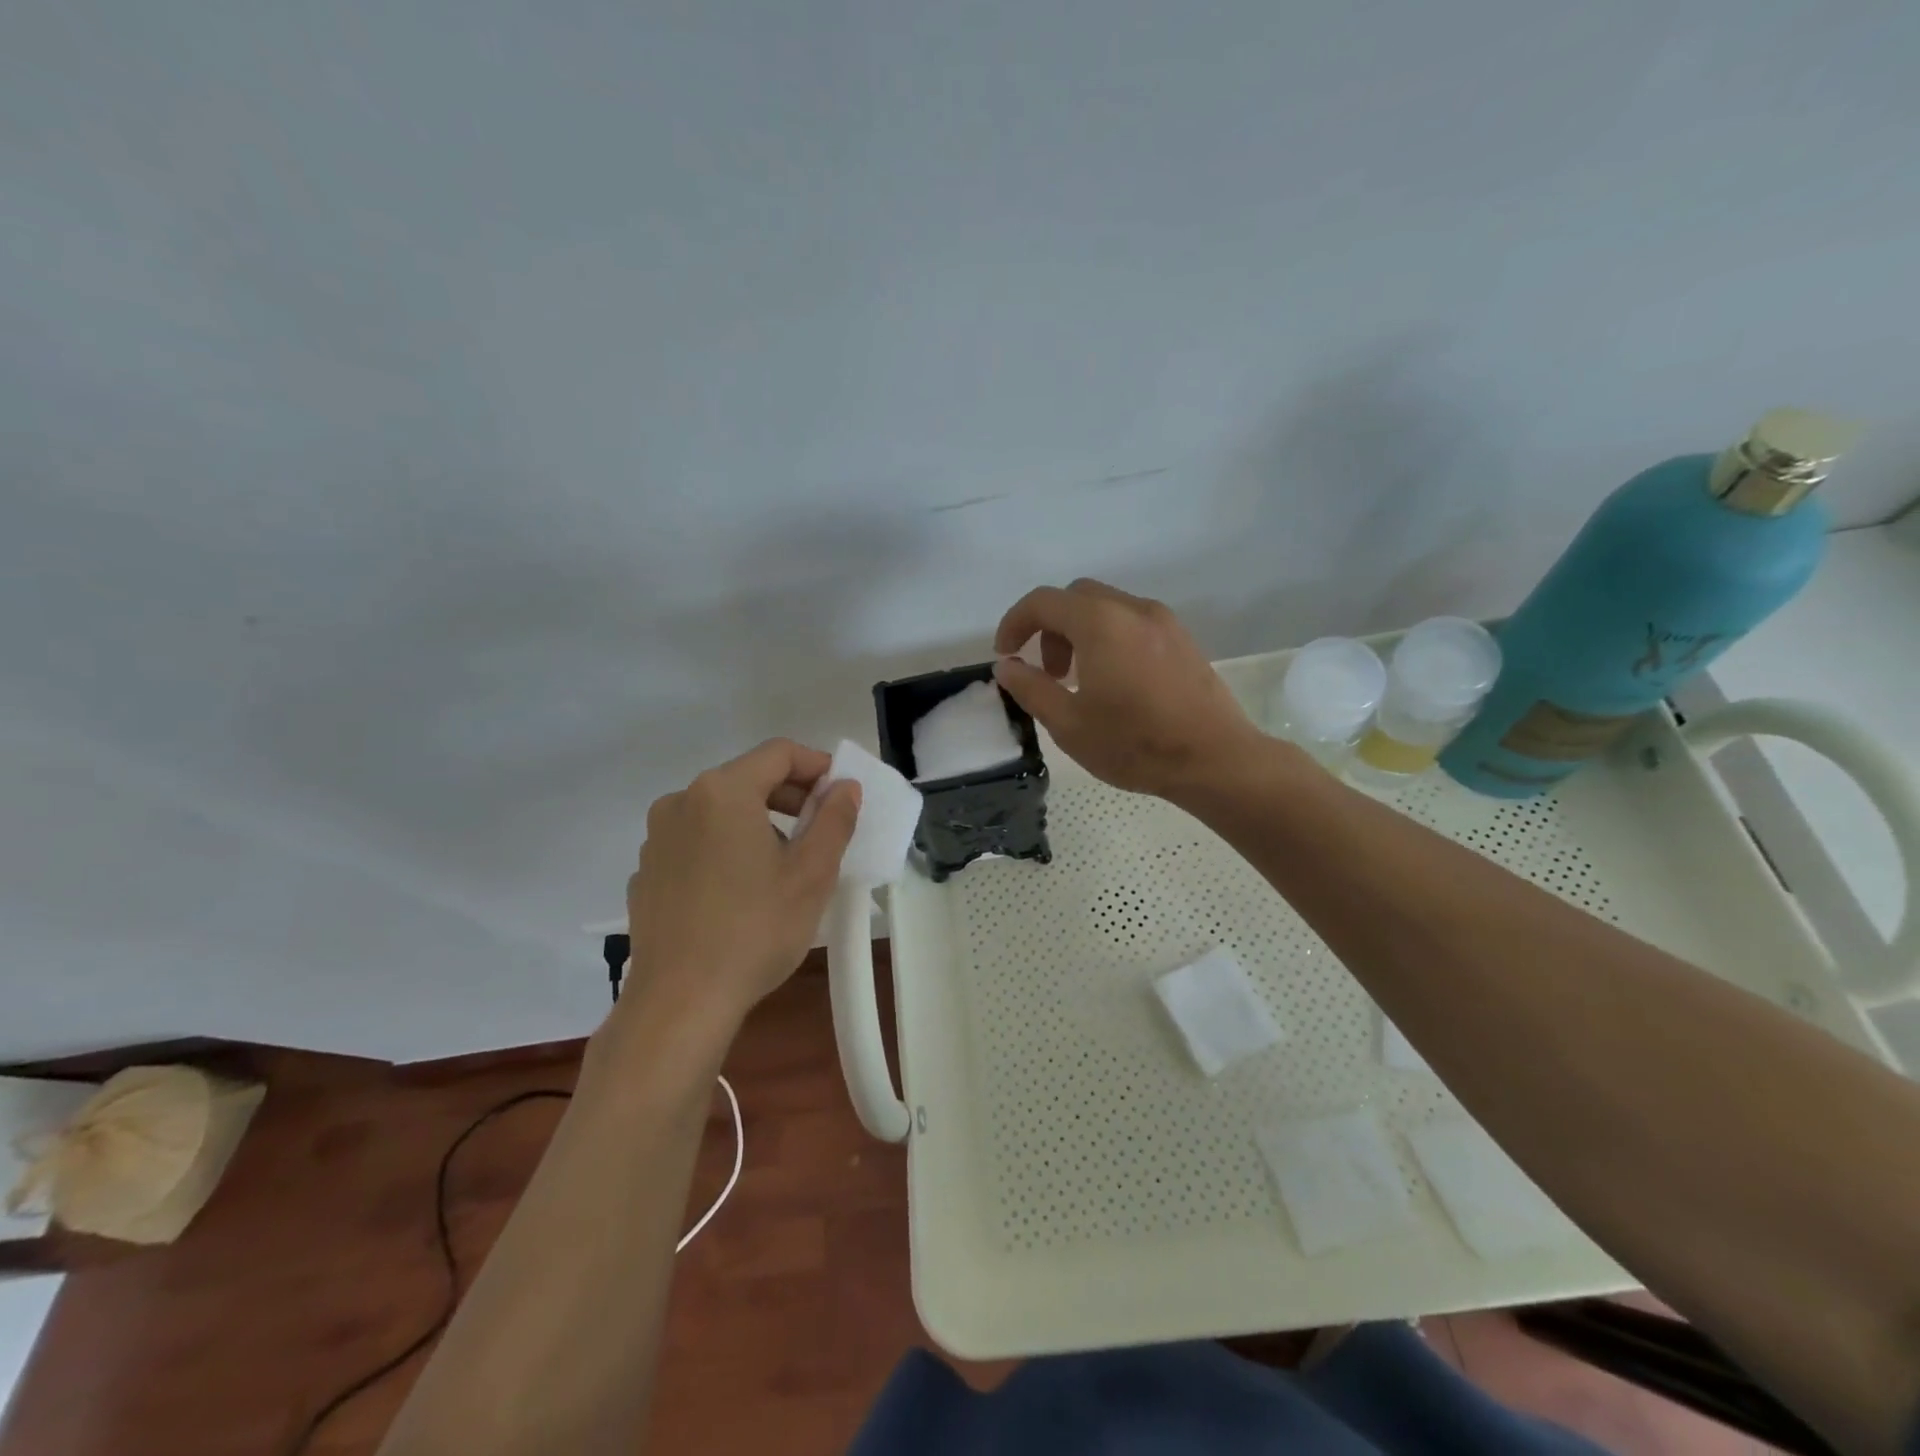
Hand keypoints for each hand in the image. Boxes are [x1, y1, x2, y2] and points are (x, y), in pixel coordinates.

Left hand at [620, 740, 860, 1037]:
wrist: (680, 1003)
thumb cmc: (755, 930)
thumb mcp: (812, 873)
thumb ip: (834, 819)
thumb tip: (844, 787)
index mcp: (723, 792)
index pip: (779, 753)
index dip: (818, 766)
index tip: (842, 795)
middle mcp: (681, 801)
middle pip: (747, 778)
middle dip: (790, 796)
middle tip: (821, 830)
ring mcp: (657, 838)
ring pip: (720, 810)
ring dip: (758, 822)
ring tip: (783, 865)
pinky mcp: (646, 872)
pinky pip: (695, 842)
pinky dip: (725, 848)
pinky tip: (740, 892)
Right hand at [993, 578, 1263, 800]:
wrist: (1214, 759)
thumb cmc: (1134, 743)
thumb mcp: (1068, 723)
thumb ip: (1030, 688)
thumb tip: (1006, 667)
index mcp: (1100, 623)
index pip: (1043, 602)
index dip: (1014, 624)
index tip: (1004, 656)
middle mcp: (1132, 609)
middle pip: (1076, 597)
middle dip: (1049, 627)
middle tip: (1048, 672)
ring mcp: (1163, 621)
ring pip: (1107, 608)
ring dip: (1080, 633)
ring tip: (1080, 681)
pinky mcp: (1183, 639)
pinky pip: (1133, 622)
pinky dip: (1109, 638)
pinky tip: (1115, 682)